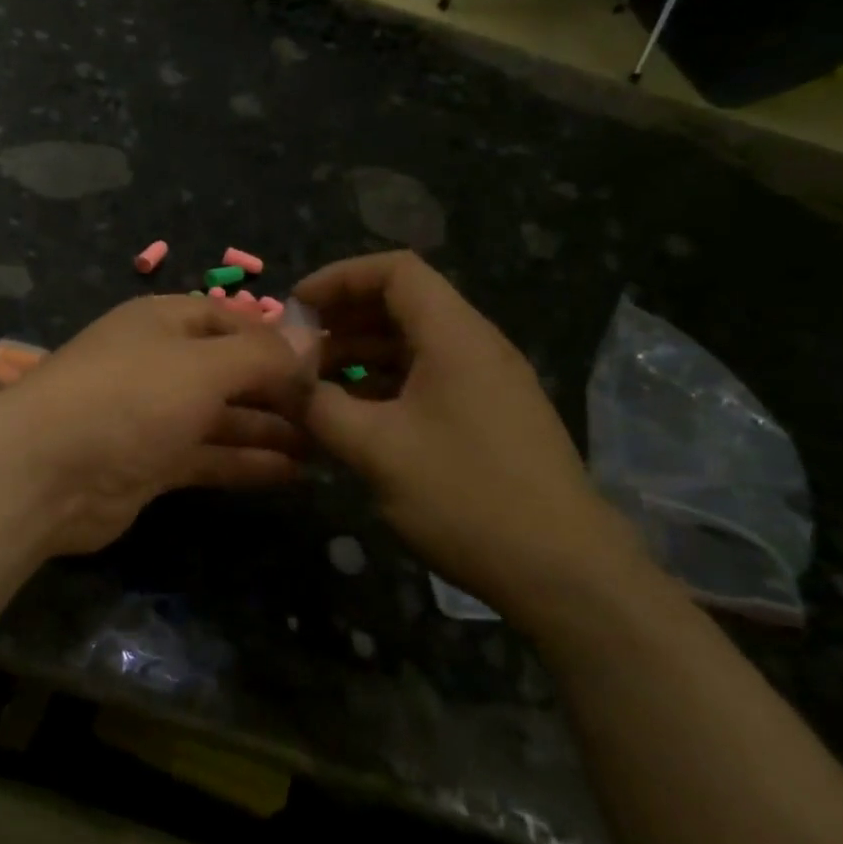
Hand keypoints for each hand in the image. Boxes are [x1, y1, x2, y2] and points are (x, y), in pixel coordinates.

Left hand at [0, 295, 312, 555]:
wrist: (45, 473)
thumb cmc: (129, 398)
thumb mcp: (202, 365)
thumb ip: (260, 355)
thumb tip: (308, 339)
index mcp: (162, 323)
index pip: (229, 320)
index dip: (275, 339)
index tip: (324, 363)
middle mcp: (158, 364)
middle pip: (229, 370)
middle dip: (278, 389)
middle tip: (333, 413)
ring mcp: (152, 417)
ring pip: (222, 417)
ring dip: (269, 429)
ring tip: (325, 446)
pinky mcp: (150, 464)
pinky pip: (208, 457)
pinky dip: (246, 462)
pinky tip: (293, 473)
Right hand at [294, 252, 635, 610]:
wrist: (565, 573)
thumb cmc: (466, 496)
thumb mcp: (376, 450)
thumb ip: (319, 406)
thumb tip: (277, 379)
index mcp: (455, 336)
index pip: (395, 270)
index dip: (339, 278)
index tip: (295, 308)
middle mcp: (476, 346)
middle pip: (403, 303)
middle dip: (343, 318)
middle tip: (297, 349)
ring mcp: (489, 383)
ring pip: (414, 344)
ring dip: (361, 354)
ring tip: (315, 384)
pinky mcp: (492, 417)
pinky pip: (430, 378)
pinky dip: (387, 383)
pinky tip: (356, 416)